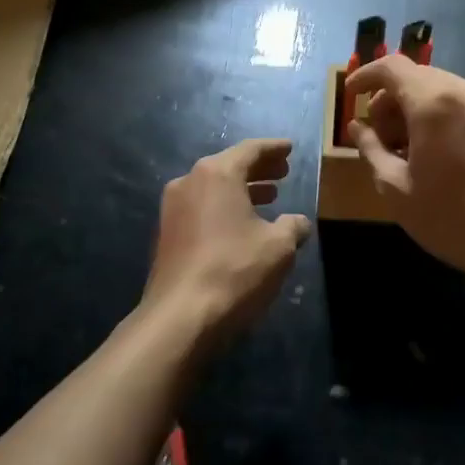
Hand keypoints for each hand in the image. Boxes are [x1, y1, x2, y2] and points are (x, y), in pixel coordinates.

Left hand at [144, 138, 311, 344]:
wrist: (180, 317)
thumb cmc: (234, 271)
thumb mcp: (279, 247)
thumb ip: (292, 226)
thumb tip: (298, 222)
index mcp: (217, 174)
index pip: (250, 150)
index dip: (273, 148)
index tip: (289, 147)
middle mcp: (190, 182)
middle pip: (229, 165)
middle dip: (258, 168)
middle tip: (283, 171)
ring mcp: (173, 208)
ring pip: (214, 188)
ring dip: (242, 189)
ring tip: (269, 196)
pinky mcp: (167, 234)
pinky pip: (202, 207)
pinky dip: (224, 207)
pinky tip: (242, 224)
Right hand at [346, 60, 464, 281]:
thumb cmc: (453, 219)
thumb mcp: (397, 189)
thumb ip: (371, 150)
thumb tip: (358, 127)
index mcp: (434, 102)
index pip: (392, 66)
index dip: (366, 75)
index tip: (351, 95)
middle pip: (419, 77)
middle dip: (391, 99)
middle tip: (380, 135)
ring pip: (445, 90)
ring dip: (418, 108)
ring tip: (410, 149)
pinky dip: (445, 116)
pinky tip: (442, 154)